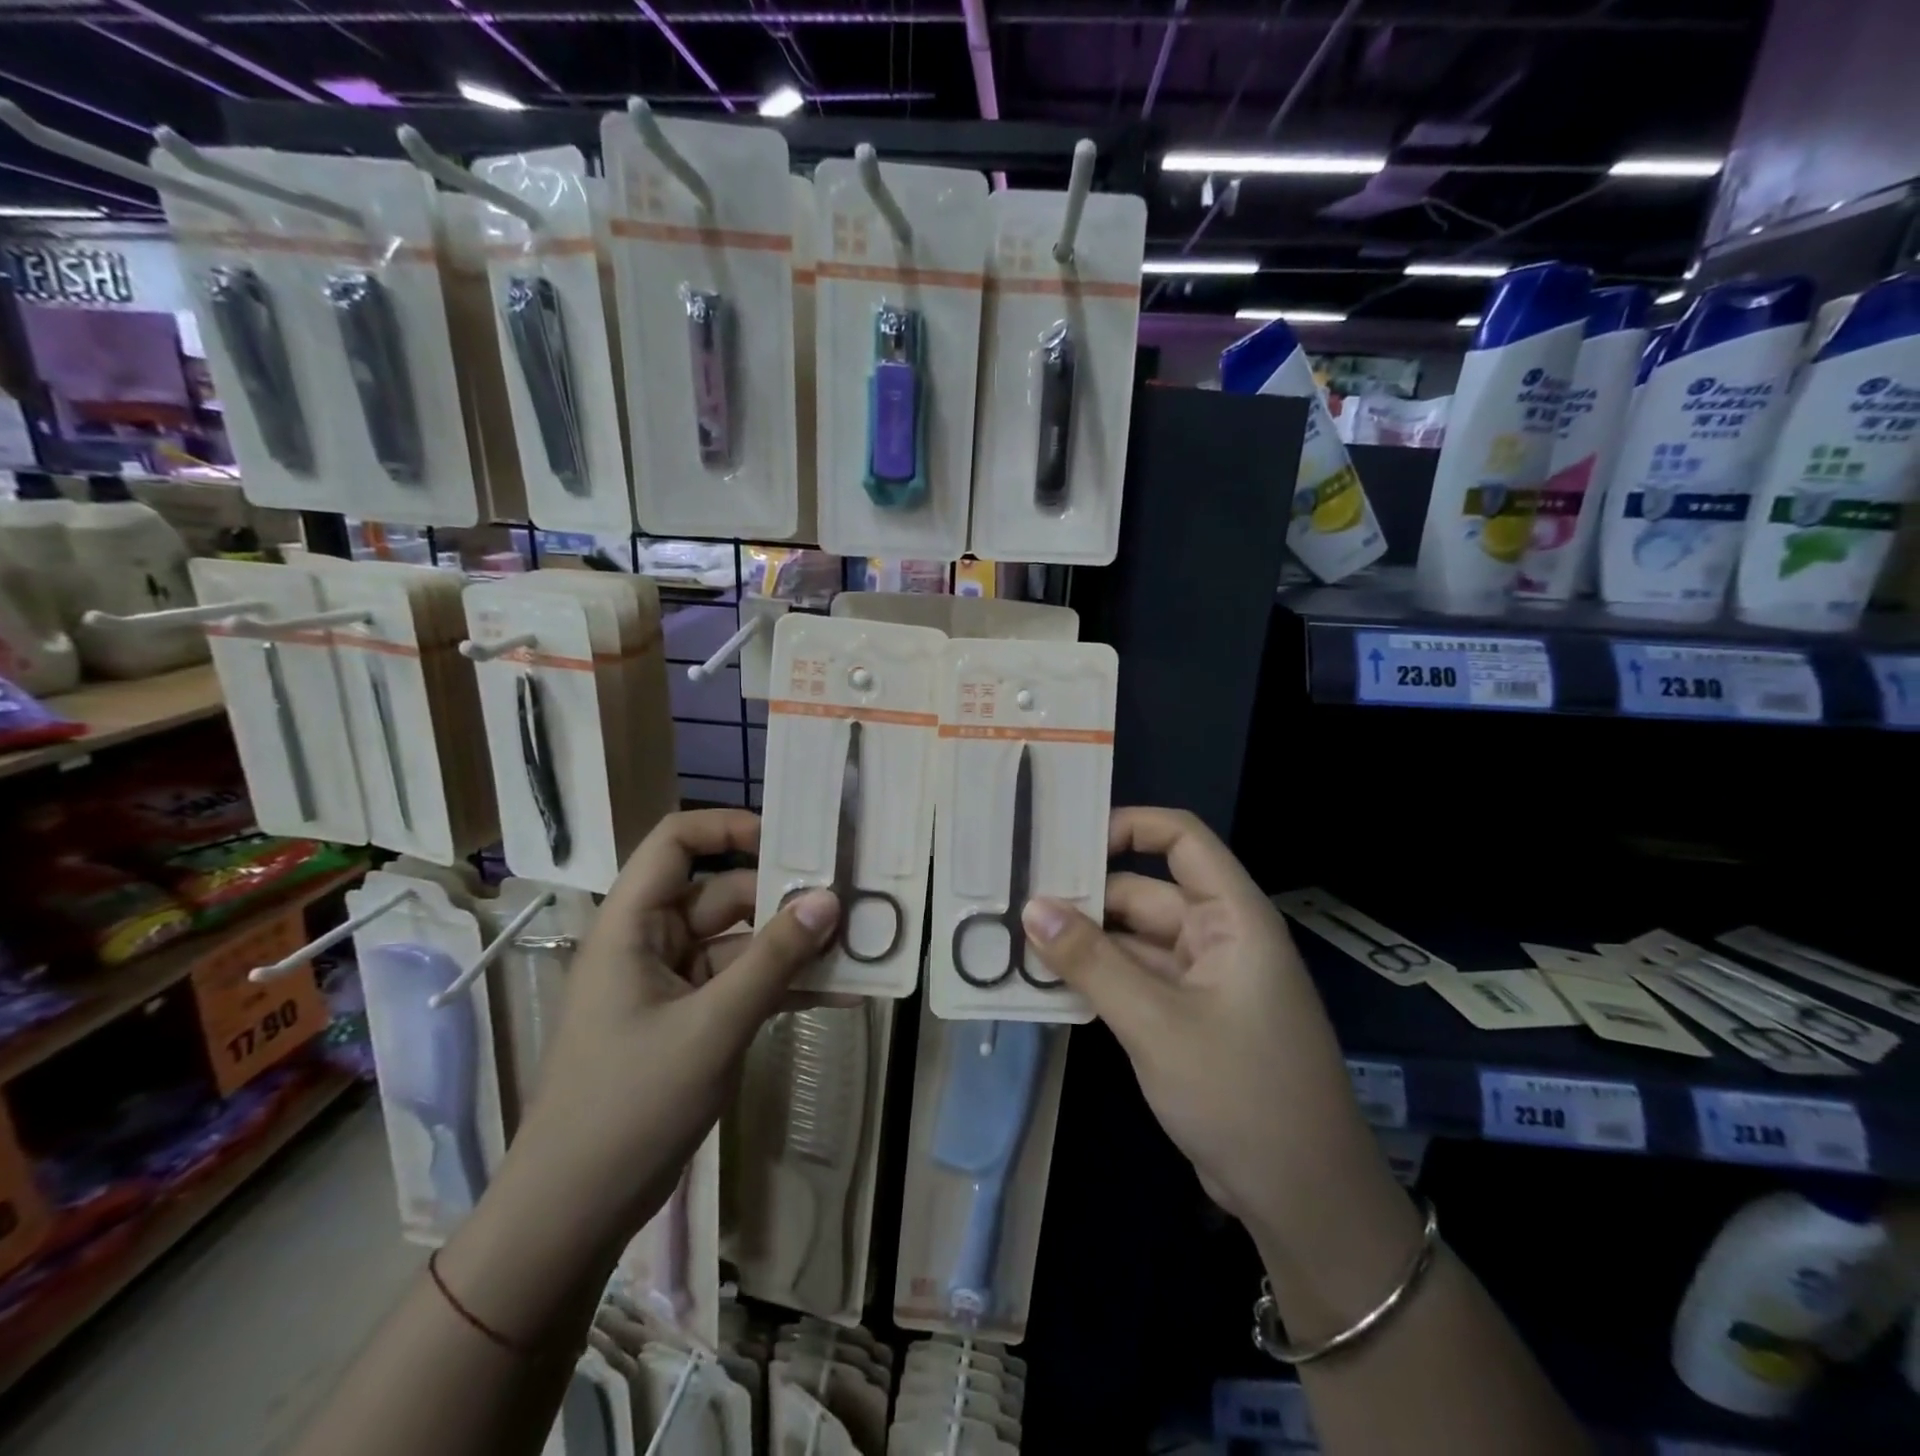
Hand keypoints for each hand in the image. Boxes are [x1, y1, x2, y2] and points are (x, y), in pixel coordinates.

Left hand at [508, 809, 838, 1244]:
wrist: (575, 1213)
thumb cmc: (630, 1104)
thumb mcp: (712, 1026)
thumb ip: (774, 960)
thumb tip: (829, 899)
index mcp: (633, 926)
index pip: (675, 843)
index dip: (728, 828)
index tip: (790, 842)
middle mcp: (652, 944)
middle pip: (723, 894)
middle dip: (783, 899)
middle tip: (848, 902)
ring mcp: (674, 985)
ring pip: (741, 943)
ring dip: (793, 948)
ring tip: (857, 947)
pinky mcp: (692, 1021)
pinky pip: (744, 986)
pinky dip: (784, 987)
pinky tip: (840, 996)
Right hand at [1021, 807, 1395, 1249]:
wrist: (1303, 1201)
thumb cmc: (1241, 1093)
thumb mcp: (1156, 1023)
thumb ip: (1091, 962)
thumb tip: (1031, 907)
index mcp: (1231, 917)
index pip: (1182, 840)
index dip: (1129, 826)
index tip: (1066, 841)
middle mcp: (1217, 937)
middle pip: (1144, 892)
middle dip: (1085, 896)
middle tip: (1015, 898)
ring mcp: (1202, 980)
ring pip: (1133, 940)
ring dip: (1084, 942)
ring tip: (1016, 937)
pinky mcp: (1186, 1018)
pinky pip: (1134, 979)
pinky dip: (1097, 978)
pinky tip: (1047, 982)